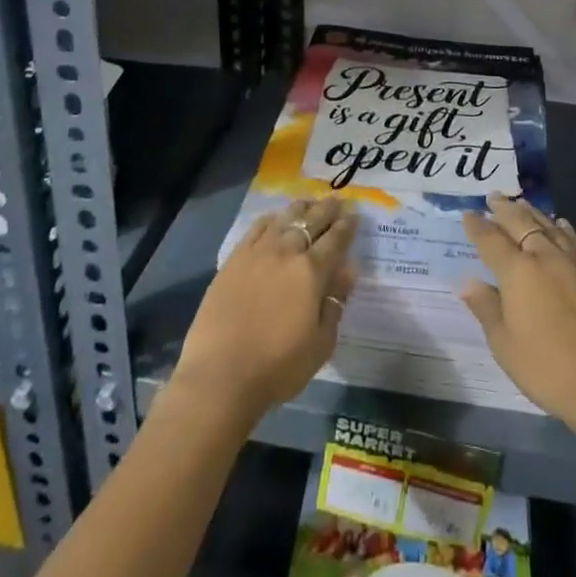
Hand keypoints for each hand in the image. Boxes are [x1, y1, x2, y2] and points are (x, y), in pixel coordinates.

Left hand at [173, 196, 358, 422]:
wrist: (220, 375)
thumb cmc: (277, 367)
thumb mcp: (320, 343)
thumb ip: (336, 302)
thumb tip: (349, 269)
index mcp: (311, 272)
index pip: (335, 239)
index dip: (347, 226)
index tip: (355, 215)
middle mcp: (286, 252)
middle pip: (311, 221)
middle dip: (327, 209)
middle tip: (337, 200)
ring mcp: (257, 252)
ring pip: (284, 218)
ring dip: (300, 208)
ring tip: (309, 202)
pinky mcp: (234, 260)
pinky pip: (256, 229)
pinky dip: (270, 219)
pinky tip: (274, 219)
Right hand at [458, 195, 575, 436]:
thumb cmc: (548, 369)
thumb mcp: (505, 346)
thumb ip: (487, 308)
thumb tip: (468, 282)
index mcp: (518, 272)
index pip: (491, 240)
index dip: (477, 226)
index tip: (468, 214)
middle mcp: (545, 256)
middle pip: (520, 223)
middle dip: (504, 209)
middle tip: (494, 197)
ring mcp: (574, 263)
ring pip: (548, 225)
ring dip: (531, 212)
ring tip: (521, 203)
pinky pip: (572, 239)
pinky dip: (560, 227)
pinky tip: (559, 224)